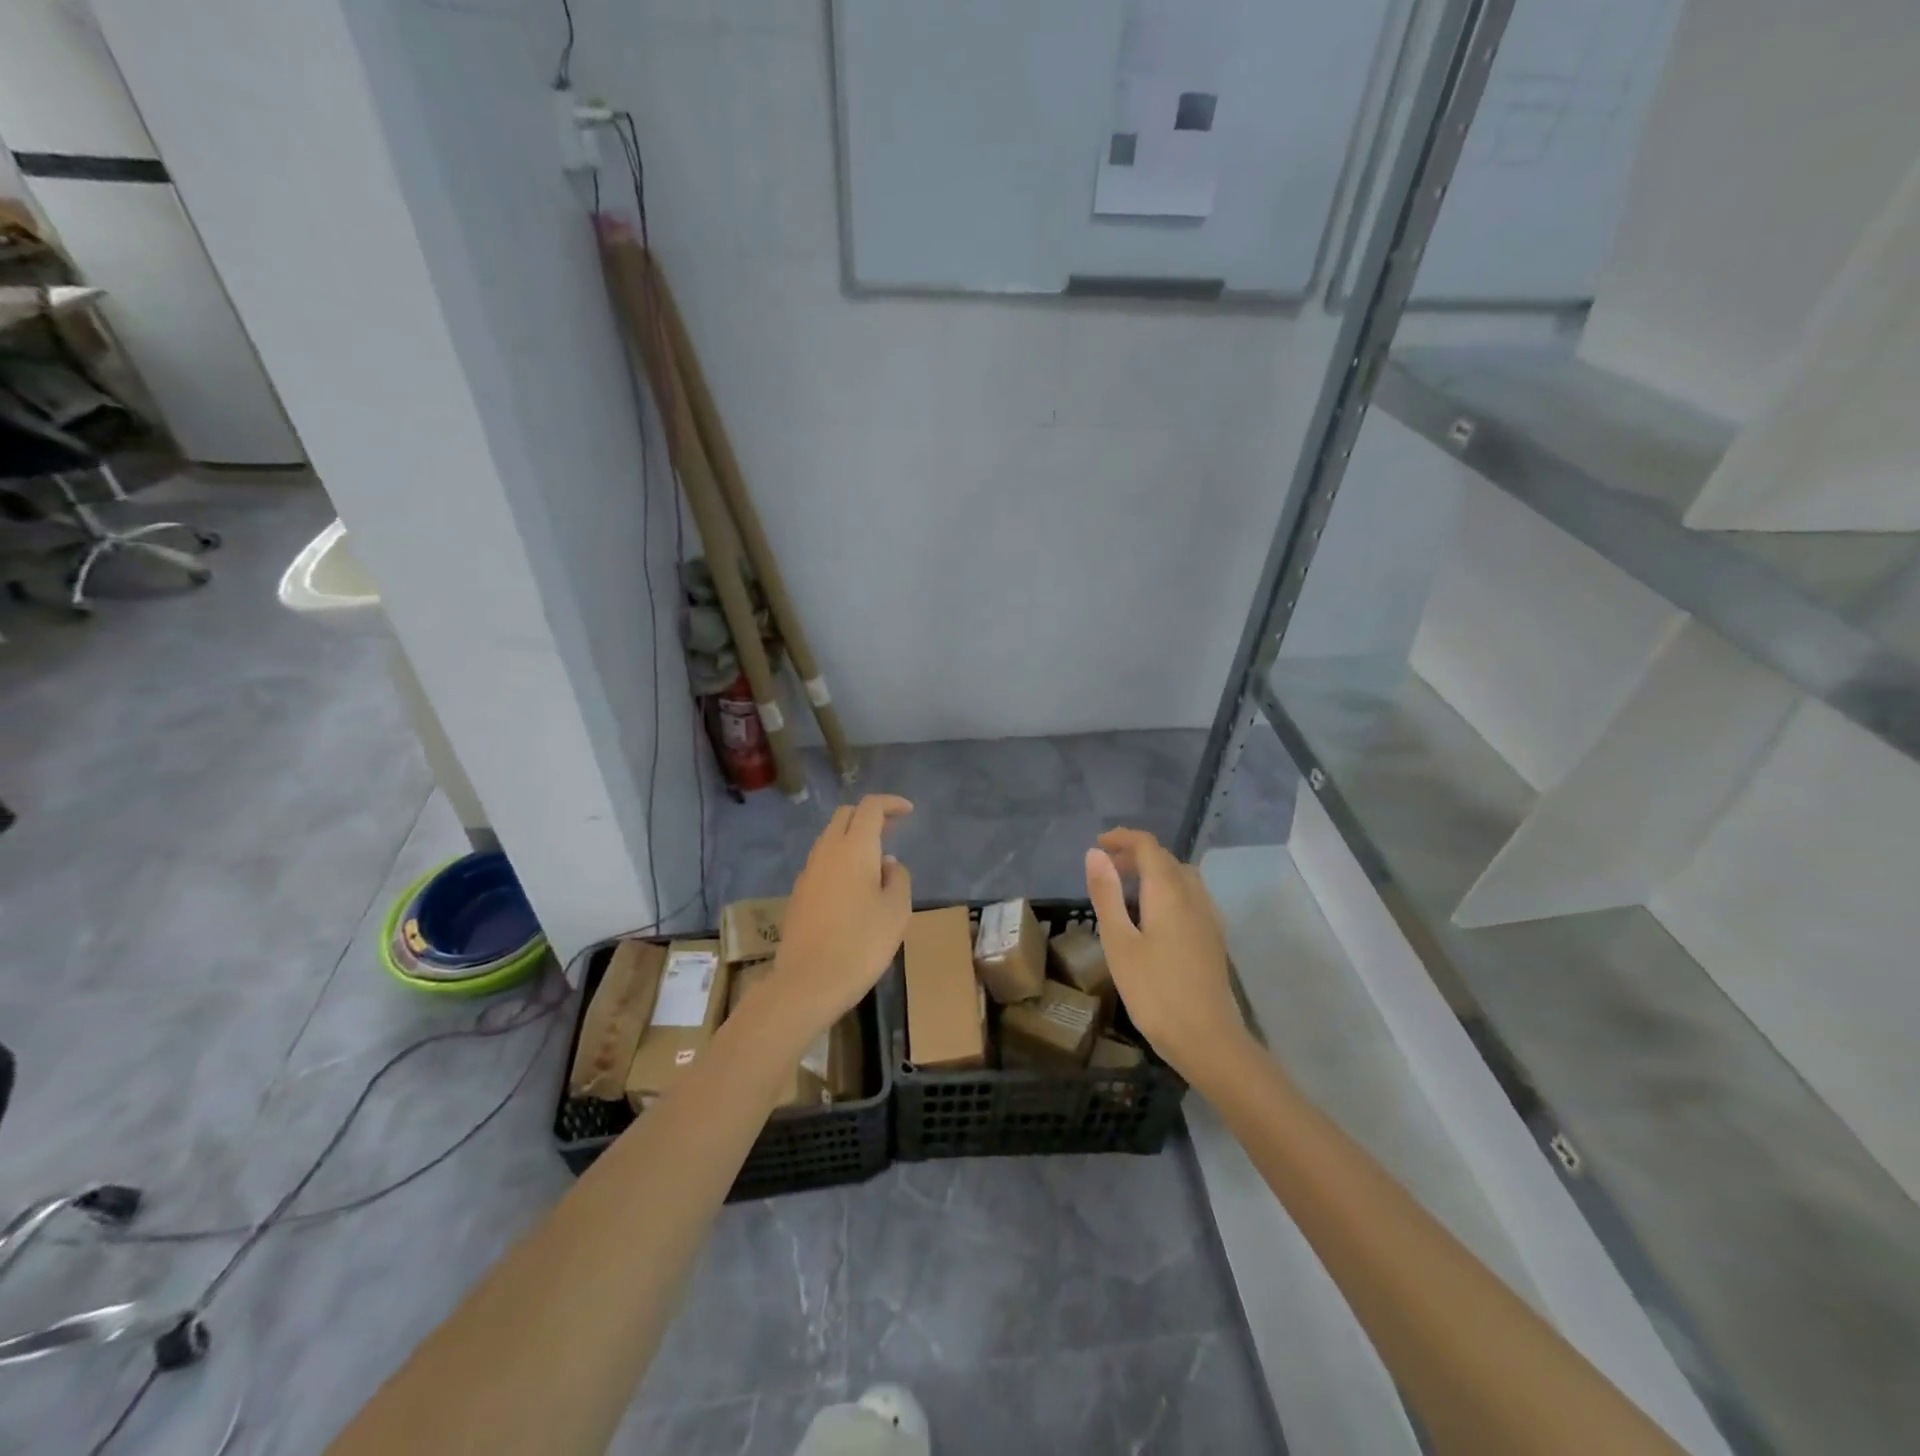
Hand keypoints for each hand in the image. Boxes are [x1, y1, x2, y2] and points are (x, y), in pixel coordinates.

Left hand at [759, 795, 913, 1043]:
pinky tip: (854, 885)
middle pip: (845, 816)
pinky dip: (840, 859)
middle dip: (869, 815)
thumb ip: (897, 878)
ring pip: (830, 838)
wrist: (808, 982)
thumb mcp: (896, 911)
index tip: (908, 811)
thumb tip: (886, 864)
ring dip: (853, 837)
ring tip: (876, 859)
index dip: (891, 803)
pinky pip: (822, 862)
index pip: (871, 807)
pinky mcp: (799, 894)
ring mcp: (808, 872)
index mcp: (854, 848)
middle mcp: (827, 851)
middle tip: (892, 829)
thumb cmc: (862, 943)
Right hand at [1084, 827, 1241, 1077]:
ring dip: (1154, 870)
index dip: (1123, 838)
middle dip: (1135, 853)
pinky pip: (1190, 896)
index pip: (1148, 847)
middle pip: (1166, 859)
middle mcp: (1193, 896)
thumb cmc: (1154, 992)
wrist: (1207, 1040)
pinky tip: (1154, 915)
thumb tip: (1096, 854)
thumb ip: (1106, 895)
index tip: (1098, 845)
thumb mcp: (1119, 943)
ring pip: (1182, 876)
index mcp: (1168, 892)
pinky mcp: (1213, 937)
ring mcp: (1208, 917)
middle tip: (1105, 866)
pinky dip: (1168, 889)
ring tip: (1126, 887)